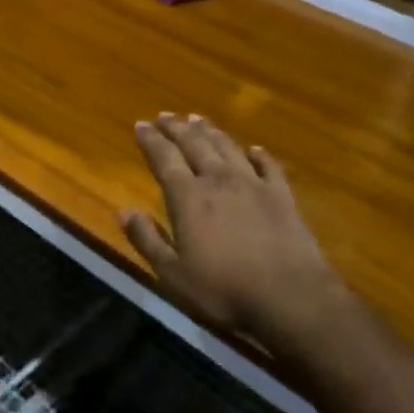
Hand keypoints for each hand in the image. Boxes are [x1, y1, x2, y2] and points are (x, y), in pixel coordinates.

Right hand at [120, 113, 347, 357]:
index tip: (140, 124)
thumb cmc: (224, 290)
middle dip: (177, 128)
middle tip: (165, 115)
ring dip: (211, 132)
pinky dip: (259, 154)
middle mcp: (218, 180)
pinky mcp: (282, 196)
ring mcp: (254, 184)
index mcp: (188, 197)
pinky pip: (268, 166)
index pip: (164, 158)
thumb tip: (123, 212)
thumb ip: (147, 240)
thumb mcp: (173, 274)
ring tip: (198, 120)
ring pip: (228, 147)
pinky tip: (254, 149)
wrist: (290, 297)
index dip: (150, 140)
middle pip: (195, 144)